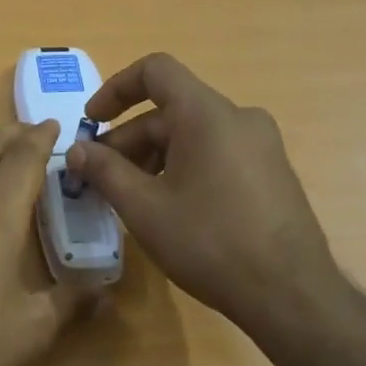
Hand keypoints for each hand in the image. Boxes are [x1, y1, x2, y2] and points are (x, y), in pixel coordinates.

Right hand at [64, 53, 351, 340]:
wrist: (290, 294)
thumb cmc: (210, 242)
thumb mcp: (144, 208)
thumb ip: (104, 171)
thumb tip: (76, 150)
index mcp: (207, 114)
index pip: (155, 71)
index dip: (115, 88)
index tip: (91, 122)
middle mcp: (239, 118)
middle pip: (170, 110)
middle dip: (128, 140)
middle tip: (100, 179)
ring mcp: (260, 145)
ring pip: (192, 134)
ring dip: (153, 157)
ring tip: (130, 198)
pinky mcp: (270, 172)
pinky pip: (215, 152)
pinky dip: (182, 167)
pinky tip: (169, 208)